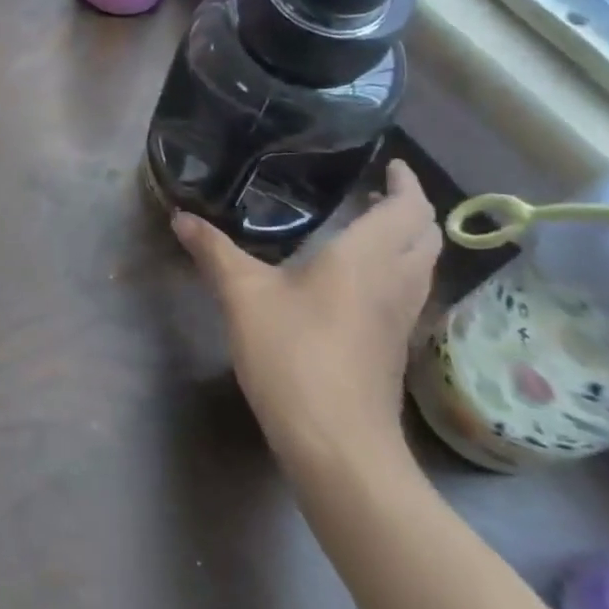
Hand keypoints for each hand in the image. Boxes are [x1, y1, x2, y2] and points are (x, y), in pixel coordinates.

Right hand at [174, 159, 440, 474]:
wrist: (339, 446)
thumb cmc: (294, 356)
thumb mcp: (243, 296)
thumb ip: (213, 252)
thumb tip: (181, 217)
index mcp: (367, 257)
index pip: (408, 207)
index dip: (405, 181)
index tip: (389, 162)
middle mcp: (396, 281)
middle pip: (427, 234)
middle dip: (411, 207)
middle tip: (375, 190)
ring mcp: (401, 319)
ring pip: (423, 265)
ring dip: (408, 238)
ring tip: (369, 226)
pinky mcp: (395, 347)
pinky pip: (410, 291)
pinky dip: (398, 268)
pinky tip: (359, 279)